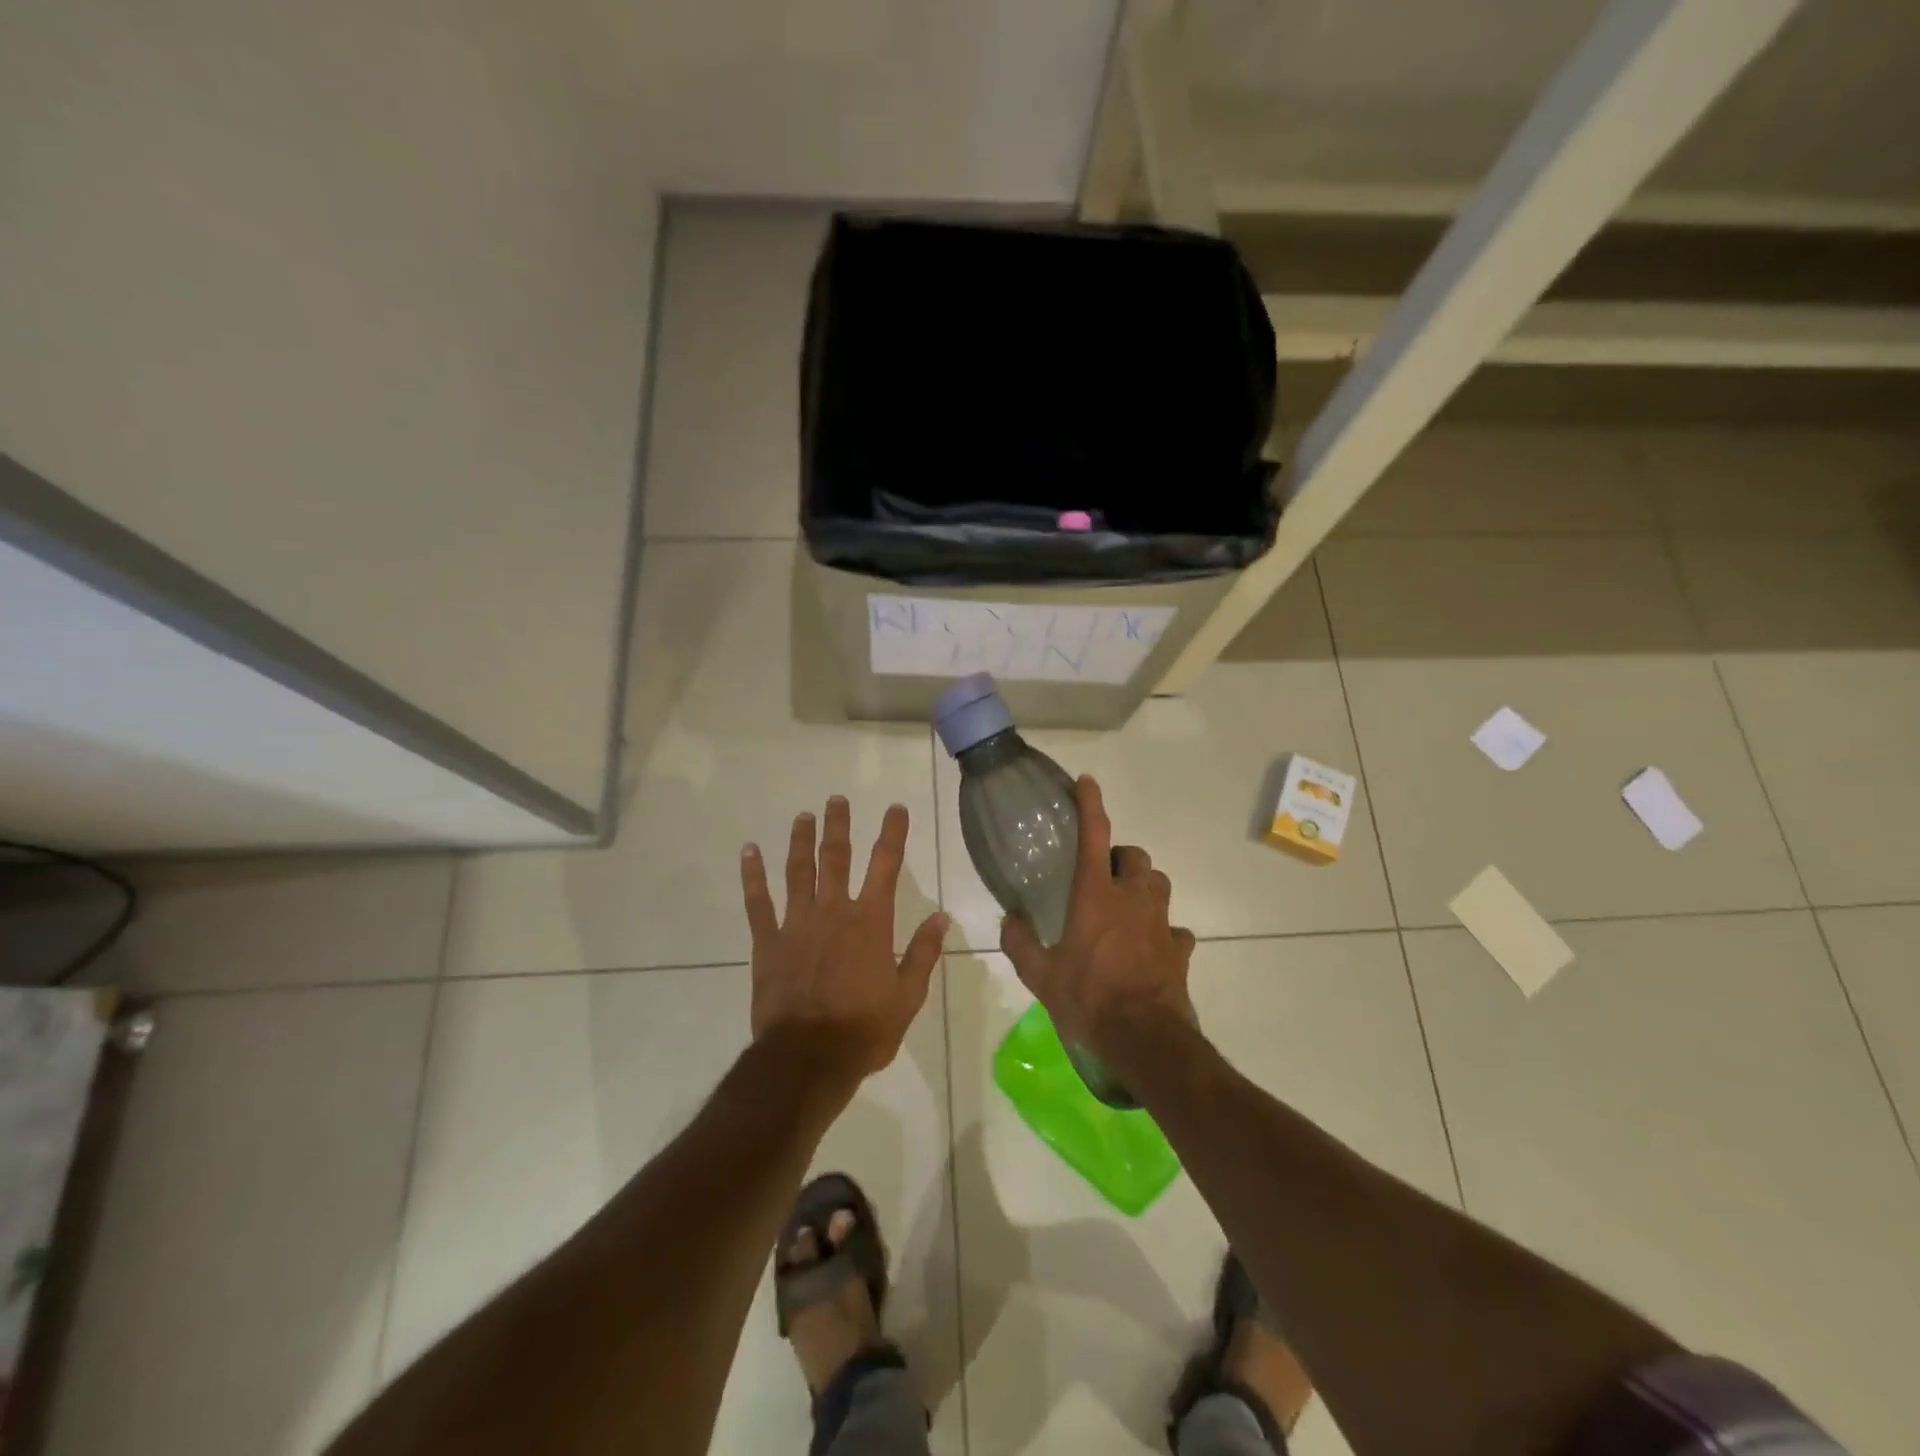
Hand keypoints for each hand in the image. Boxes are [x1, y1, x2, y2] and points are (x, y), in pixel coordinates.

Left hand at [741, 796, 947, 1080]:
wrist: (808, 1059)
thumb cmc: (864, 1030)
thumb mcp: (908, 997)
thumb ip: (923, 953)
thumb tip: (941, 917)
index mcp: (870, 922)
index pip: (885, 865)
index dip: (892, 833)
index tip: (896, 808)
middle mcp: (833, 911)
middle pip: (836, 857)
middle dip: (838, 825)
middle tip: (836, 799)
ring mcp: (796, 924)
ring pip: (798, 871)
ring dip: (800, 841)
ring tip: (802, 816)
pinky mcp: (767, 943)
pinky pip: (758, 903)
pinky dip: (753, 876)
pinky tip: (748, 852)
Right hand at [999, 775, 1194, 1058]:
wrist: (1145, 1038)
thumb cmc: (1089, 999)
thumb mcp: (1041, 975)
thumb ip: (1020, 943)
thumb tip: (1008, 920)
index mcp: (1096, 896)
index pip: (1094, 836)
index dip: (1091, 805)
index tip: (1088, 782)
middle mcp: (1132, 899)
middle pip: (1136, 857)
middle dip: (1121, 857)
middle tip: (1104, 875)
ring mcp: (1161, 922)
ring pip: (1158, 884)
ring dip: (1143, 886)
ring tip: (1127, 905)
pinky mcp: (1180, 948)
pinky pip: (1175, 928)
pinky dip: (1163, 930)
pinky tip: (1150, 946)